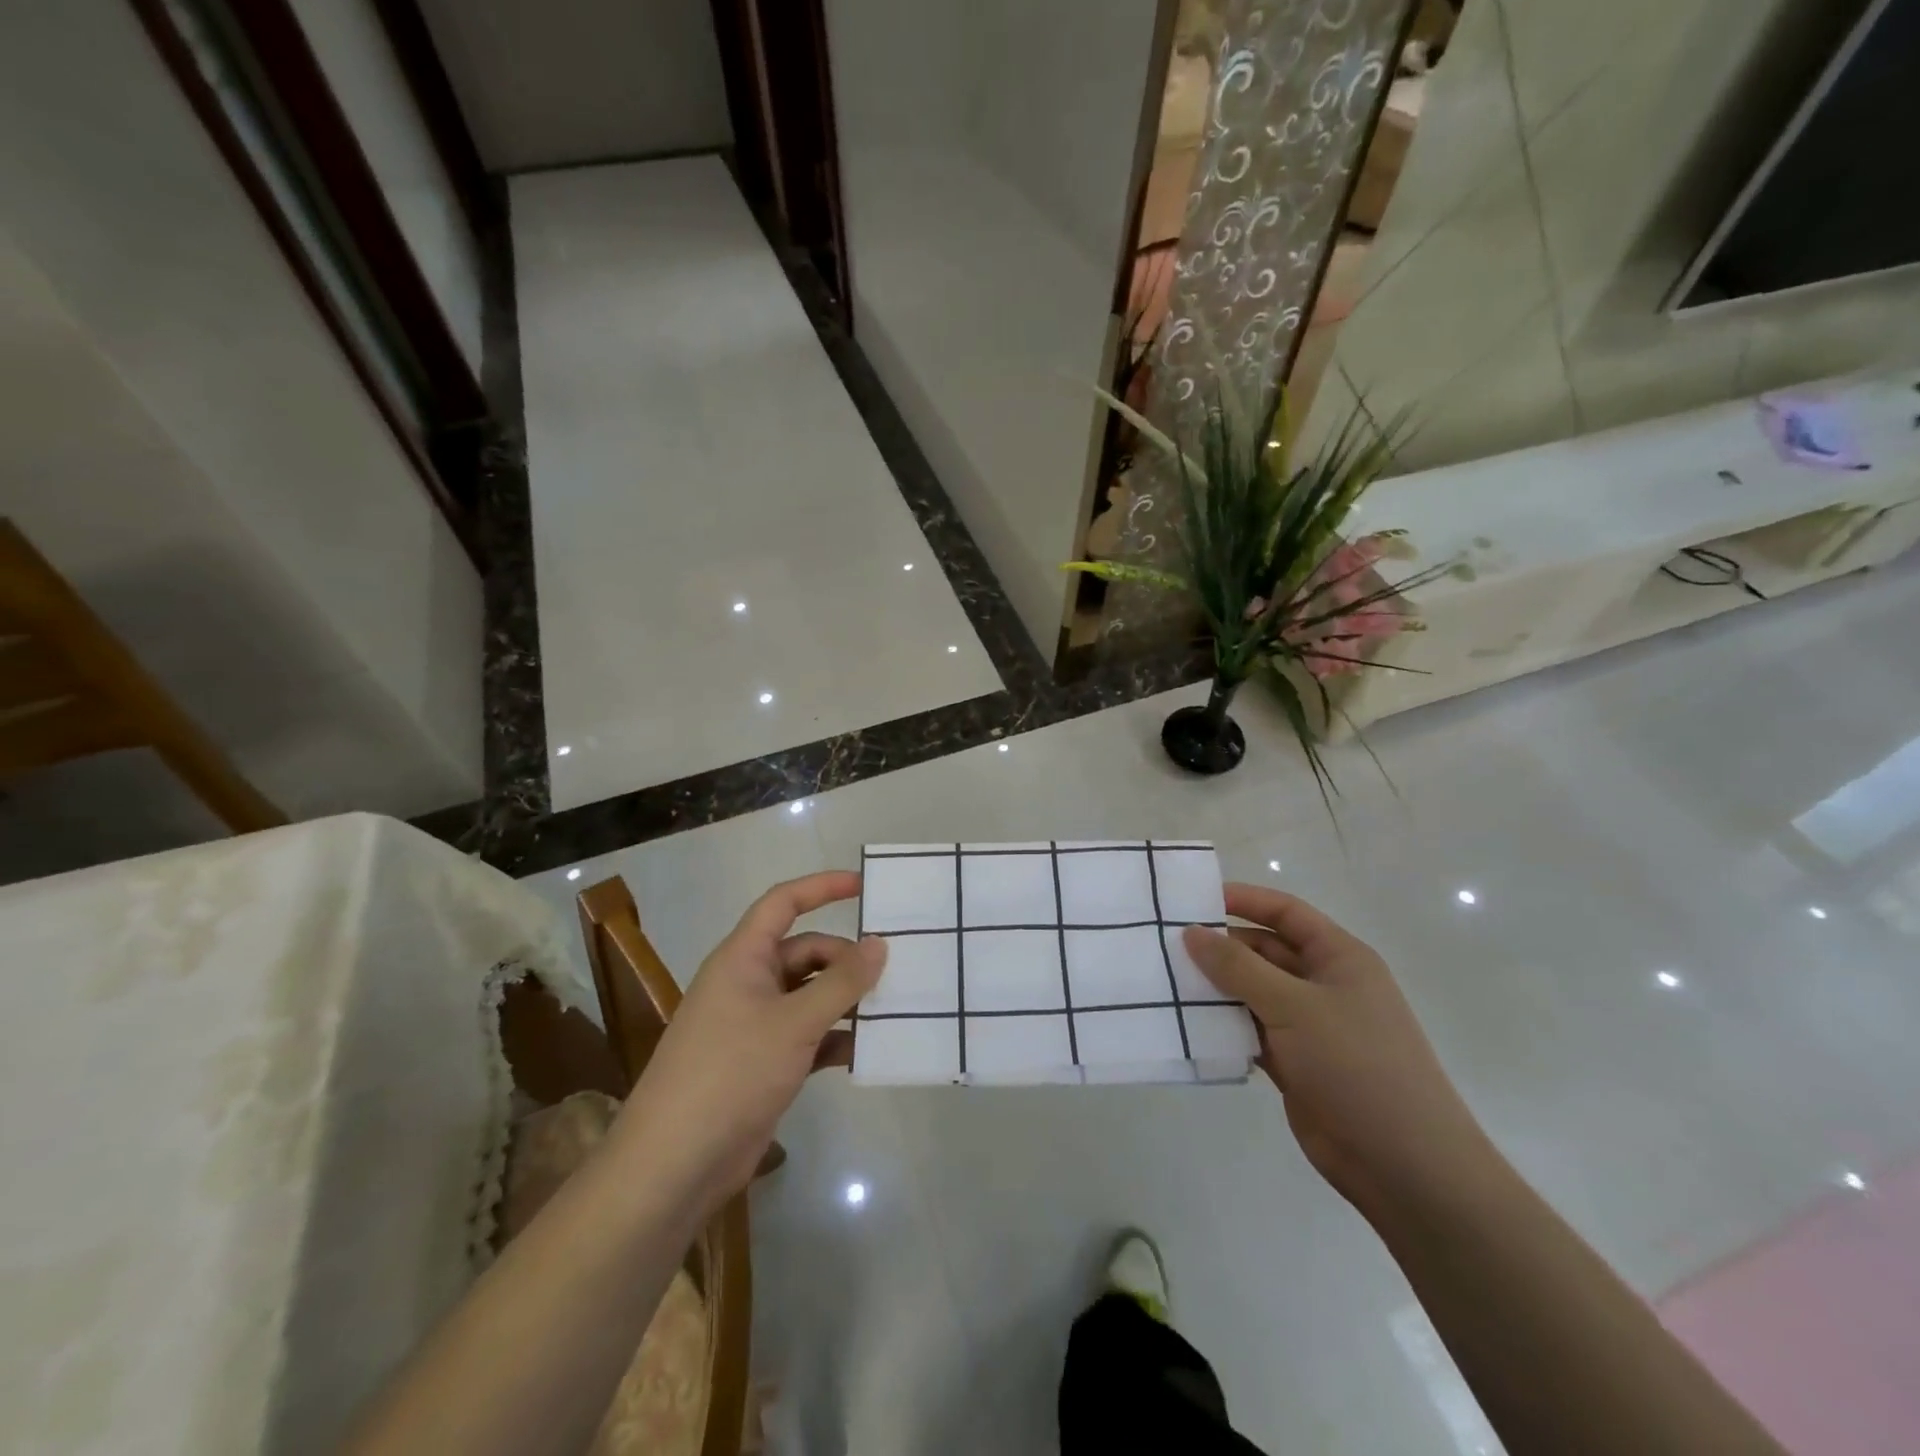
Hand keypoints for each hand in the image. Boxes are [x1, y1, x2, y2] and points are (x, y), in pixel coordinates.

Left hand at [614, 872, 884, 1205]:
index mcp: (743, 958)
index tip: (864, 886)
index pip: (783, 903)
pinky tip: (867, 1050)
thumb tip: (879, 944)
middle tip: (893, 972)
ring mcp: (755, 1025)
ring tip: (892, 1009)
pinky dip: (836, 1038)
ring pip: (811, 996)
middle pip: (805, 953)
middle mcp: (748, 983)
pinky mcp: (764, 1063)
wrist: (675, 1164)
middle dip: (846, 960)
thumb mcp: (794, 1022)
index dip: (822, 888)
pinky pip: (809, 1035)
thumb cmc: (731, 1073)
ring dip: (846, 1001)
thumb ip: (842, 982)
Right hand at [1184, 885, 1497, 1221]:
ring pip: (1252, 992)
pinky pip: (1250, 1030)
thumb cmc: (1356, 1066)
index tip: (1194, 900)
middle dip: (1220, 947)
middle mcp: (1324, 985)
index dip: (1244, 900)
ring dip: (1216, 988)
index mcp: (1339, 958)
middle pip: (1264, 951)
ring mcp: (1309, 1026)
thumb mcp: (1293, 1006)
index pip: (1286, 913)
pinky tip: (1186, 1023)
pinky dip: (1223, 1026)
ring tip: (1166, 981)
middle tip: (1166, 946)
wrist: (1404, 1165)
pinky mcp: (1295, 1062)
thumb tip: (1192, 933)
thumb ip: (1238, 967)